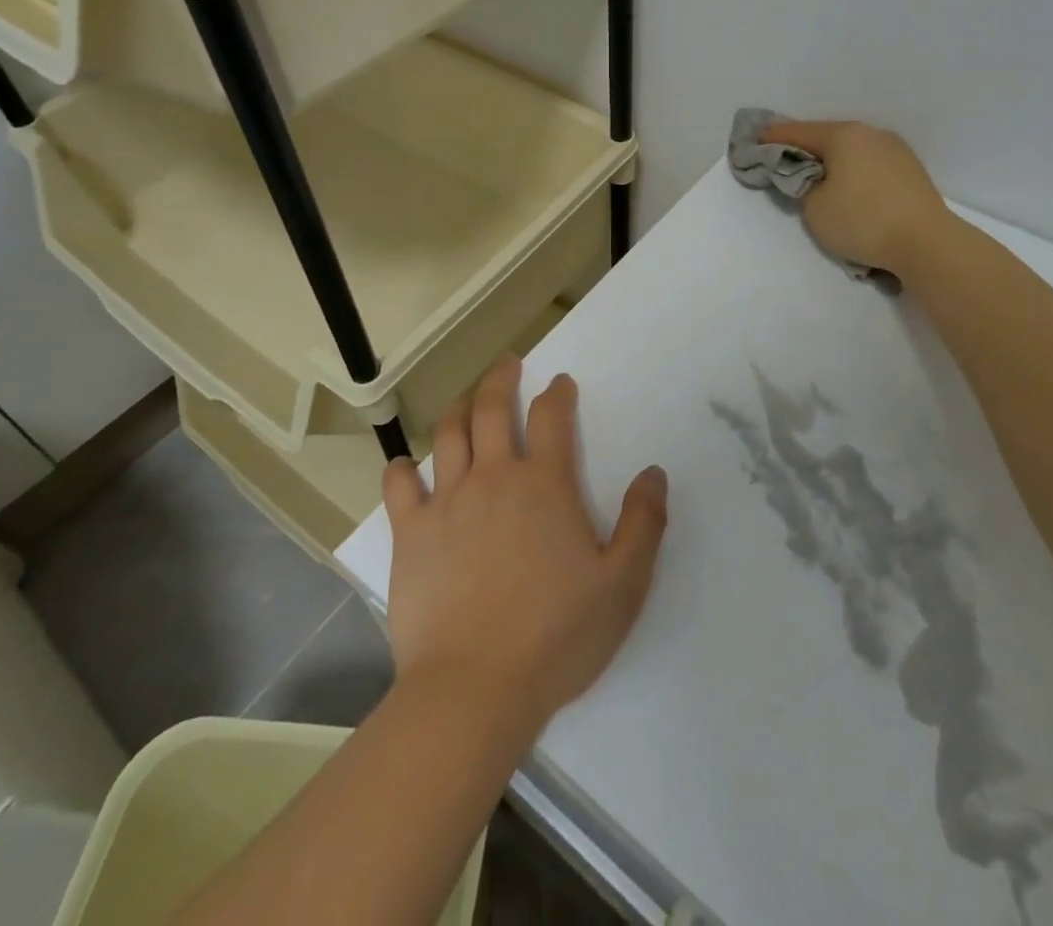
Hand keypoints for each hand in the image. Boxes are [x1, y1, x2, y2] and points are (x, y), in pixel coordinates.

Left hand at [381, 356, 668, 727]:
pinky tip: (405, 466)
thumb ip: (643, 523)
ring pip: (447, 434)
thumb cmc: (556, 636)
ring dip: (457, 408)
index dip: (557, 393)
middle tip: (507, 364)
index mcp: (544, 484)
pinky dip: (401, 468)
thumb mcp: (623, 584)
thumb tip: (654, 472)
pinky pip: (399, 486)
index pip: (551, 417)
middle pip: (491, 408)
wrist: (475, 688)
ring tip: (465, 399)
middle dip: (500, 379)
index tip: (559, 383)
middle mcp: (493, 477)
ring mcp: (447, 502)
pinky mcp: (411, 533)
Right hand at [761, 120, 950, 274]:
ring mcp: (896, 150)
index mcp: (844, 135)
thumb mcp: (815, 208)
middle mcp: (871, 134)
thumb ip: (802, 186)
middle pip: (827, 137)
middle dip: (804, 149)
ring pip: (851, 151)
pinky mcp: (910, 171)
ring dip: (831, 162)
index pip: (798, 132)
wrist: (927, 244)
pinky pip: (870, 164)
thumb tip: (810, 178)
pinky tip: (847, 188)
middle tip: (782, 161)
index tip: (754, 142)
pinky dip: (852, 172)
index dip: (773, 138)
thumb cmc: (862, 221)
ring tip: (816, 178)